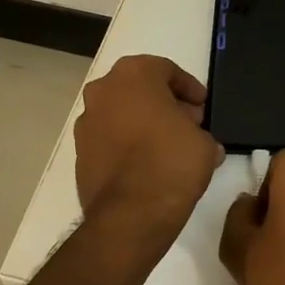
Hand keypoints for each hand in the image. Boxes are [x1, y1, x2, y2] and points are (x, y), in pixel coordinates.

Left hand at [73, 55, 222, 240]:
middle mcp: (103, 90)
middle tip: (188, 123)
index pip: (166, 70)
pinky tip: (148, 164)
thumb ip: (200, 132)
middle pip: (140, 88)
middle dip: (165, 103)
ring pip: (121, 112)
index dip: (189, 89)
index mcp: (134, 75)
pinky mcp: (79, 152)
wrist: (131, 214)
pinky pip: (110, 138)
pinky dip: (127, 144)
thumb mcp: (205, 142)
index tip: (203, 107)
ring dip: (143, 123)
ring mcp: (86, 122)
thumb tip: (197, 141)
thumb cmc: (171, 162)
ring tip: (169, 146)